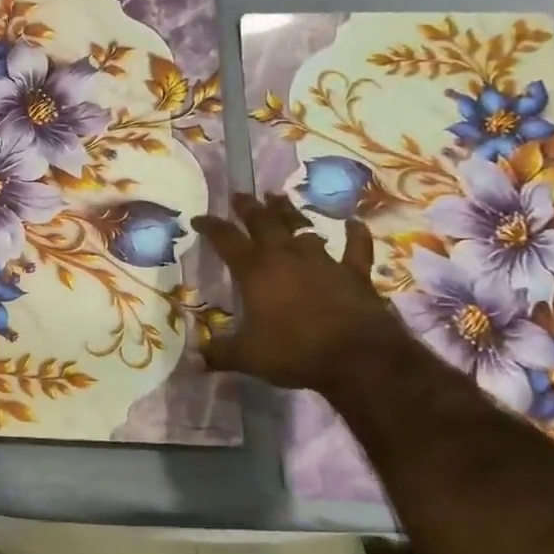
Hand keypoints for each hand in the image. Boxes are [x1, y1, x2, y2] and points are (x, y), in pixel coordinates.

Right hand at [190, 194, 404, 393]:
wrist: (358, 357)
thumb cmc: (295, 352)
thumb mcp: (248, 357)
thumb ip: (220, 353)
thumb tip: (194, 358)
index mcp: (256, 271)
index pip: (226, 240)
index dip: (211, 227)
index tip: (199, 218)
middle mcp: (287, 257)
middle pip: (264, 222)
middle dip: (248, 207)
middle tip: (239, 196)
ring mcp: (323, 261)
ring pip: (302, 227)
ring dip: (288, 211)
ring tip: (277, 197)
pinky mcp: (354, 272)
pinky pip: (355, 247)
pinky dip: (355, 234)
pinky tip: (354, 223)